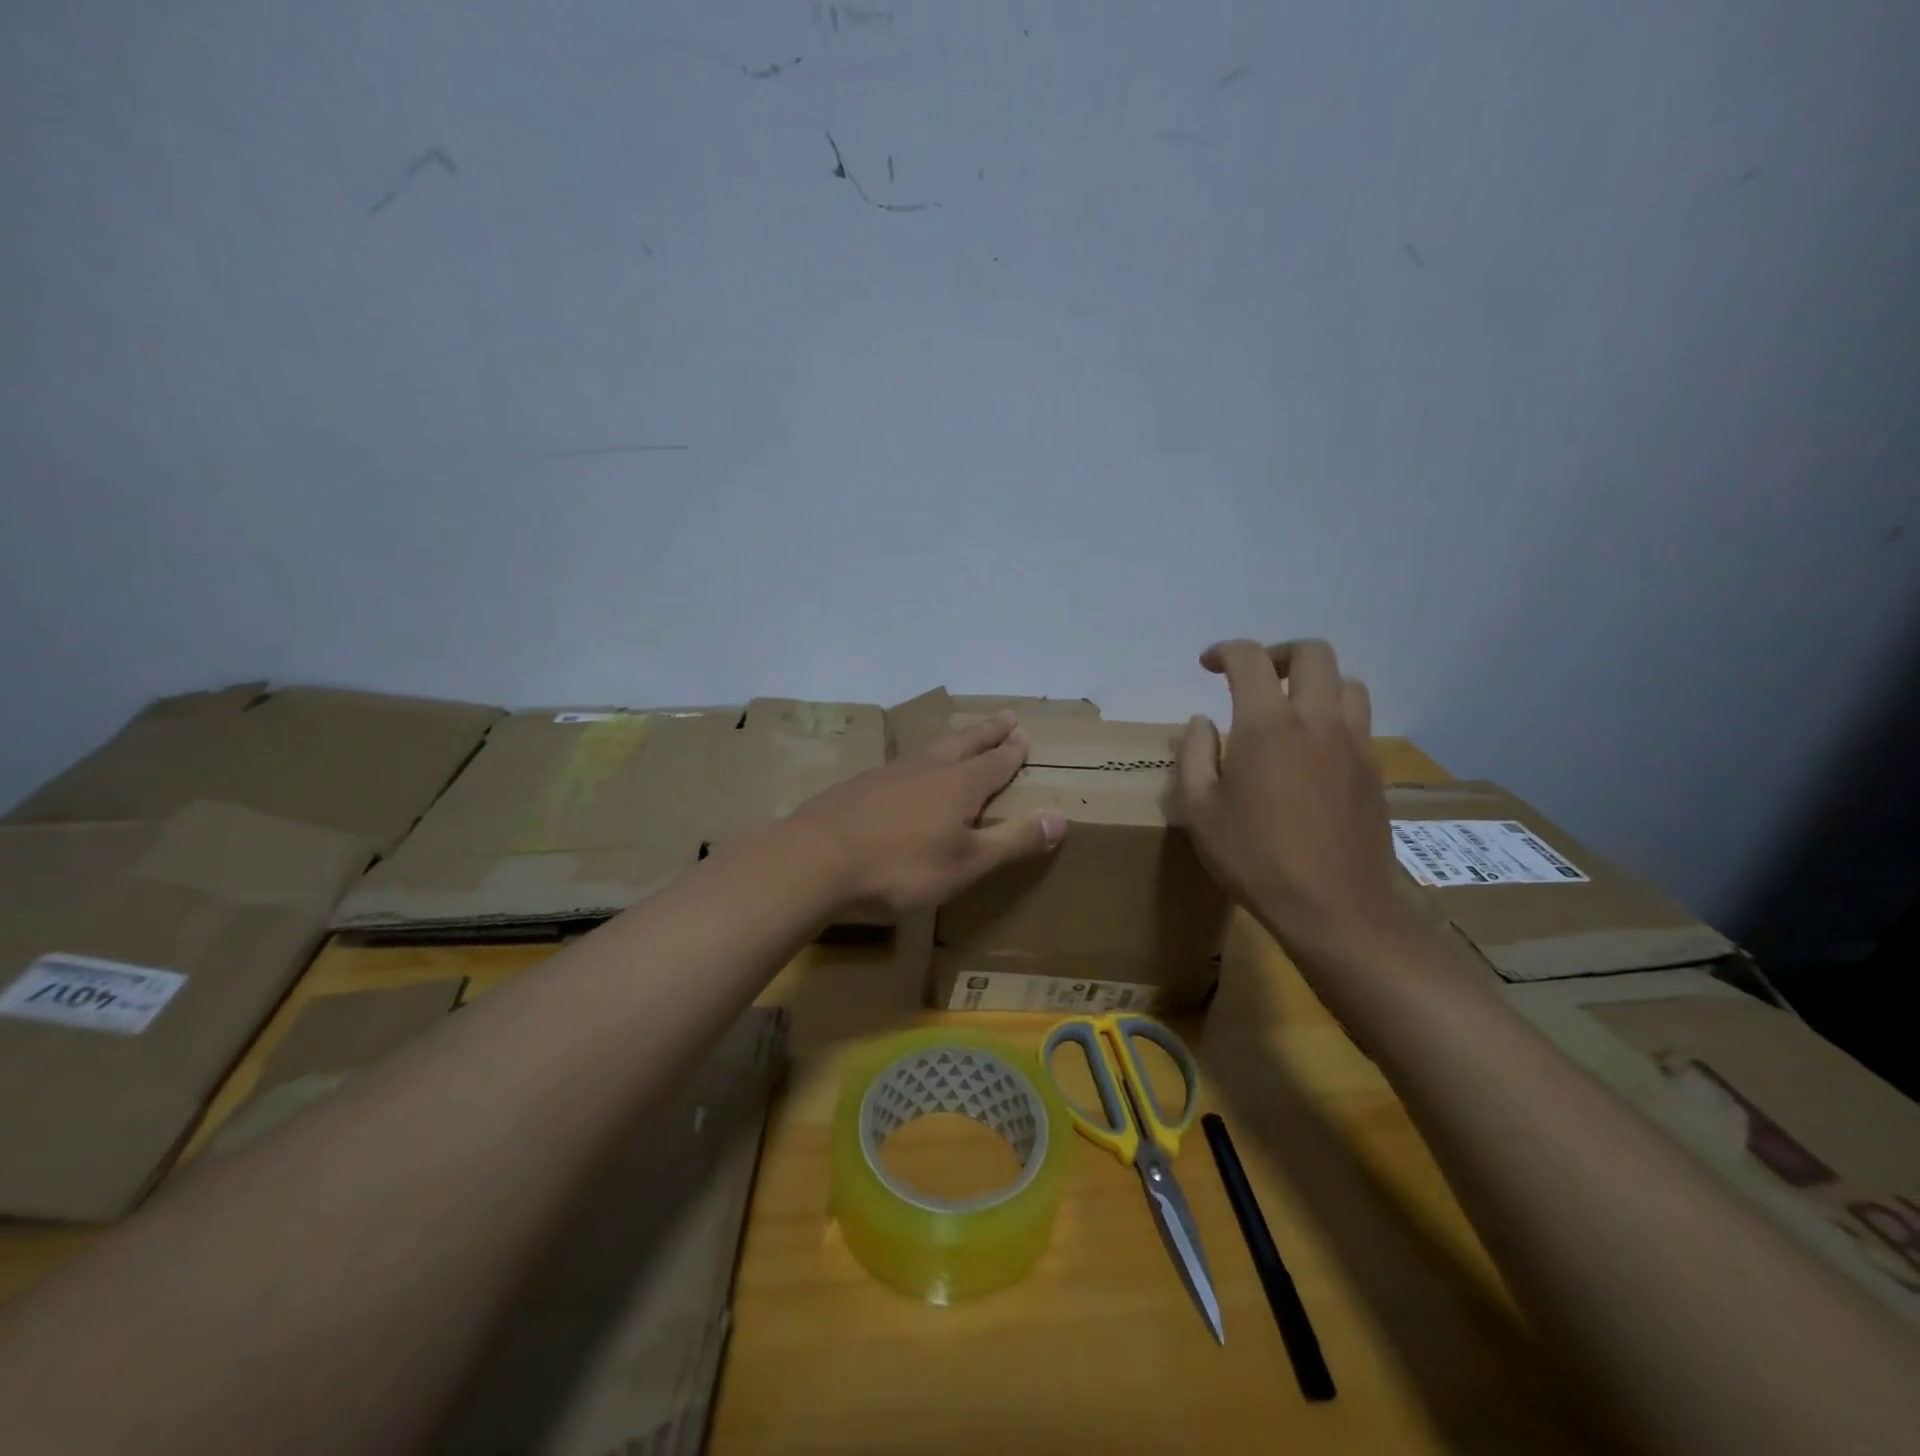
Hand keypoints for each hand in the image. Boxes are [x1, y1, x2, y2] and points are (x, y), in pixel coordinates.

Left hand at [790, 712, 1067, 912]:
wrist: (815, 859)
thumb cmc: (901, 867)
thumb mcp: (967, 863)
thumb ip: (1013, 841)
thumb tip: (1061, 818)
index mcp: (959, 785)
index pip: (995, 762)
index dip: (1012, 750)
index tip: (1024, 733)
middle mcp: (927, 769)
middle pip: (965, 743)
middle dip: (988, 732)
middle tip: (1005, 716)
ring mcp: (889, 774)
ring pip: (930, 750)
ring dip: (953, 741)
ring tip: (961, 738)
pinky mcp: (859, 786)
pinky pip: (901, 766)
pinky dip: (918, 763)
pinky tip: (907, 775)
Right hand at [1177, 639, 1410, 961]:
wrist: (1335, 910)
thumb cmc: (1255, 860)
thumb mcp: (1199, 811)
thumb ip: (1194, 755)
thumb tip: (1202, 722)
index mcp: (1267, 726)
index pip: (1250, 659)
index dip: (1226, 651)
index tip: (1209, 664)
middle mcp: (1317, 721)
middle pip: (1313, 654)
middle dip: (1279, 653)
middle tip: (1255, 677)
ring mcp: (1354, 744)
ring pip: (1347, 683)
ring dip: (1316, 683)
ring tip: (1290, 710)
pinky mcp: (1375, 771)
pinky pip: (1359, 721)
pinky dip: (1335, 716)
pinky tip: (1313, 751)